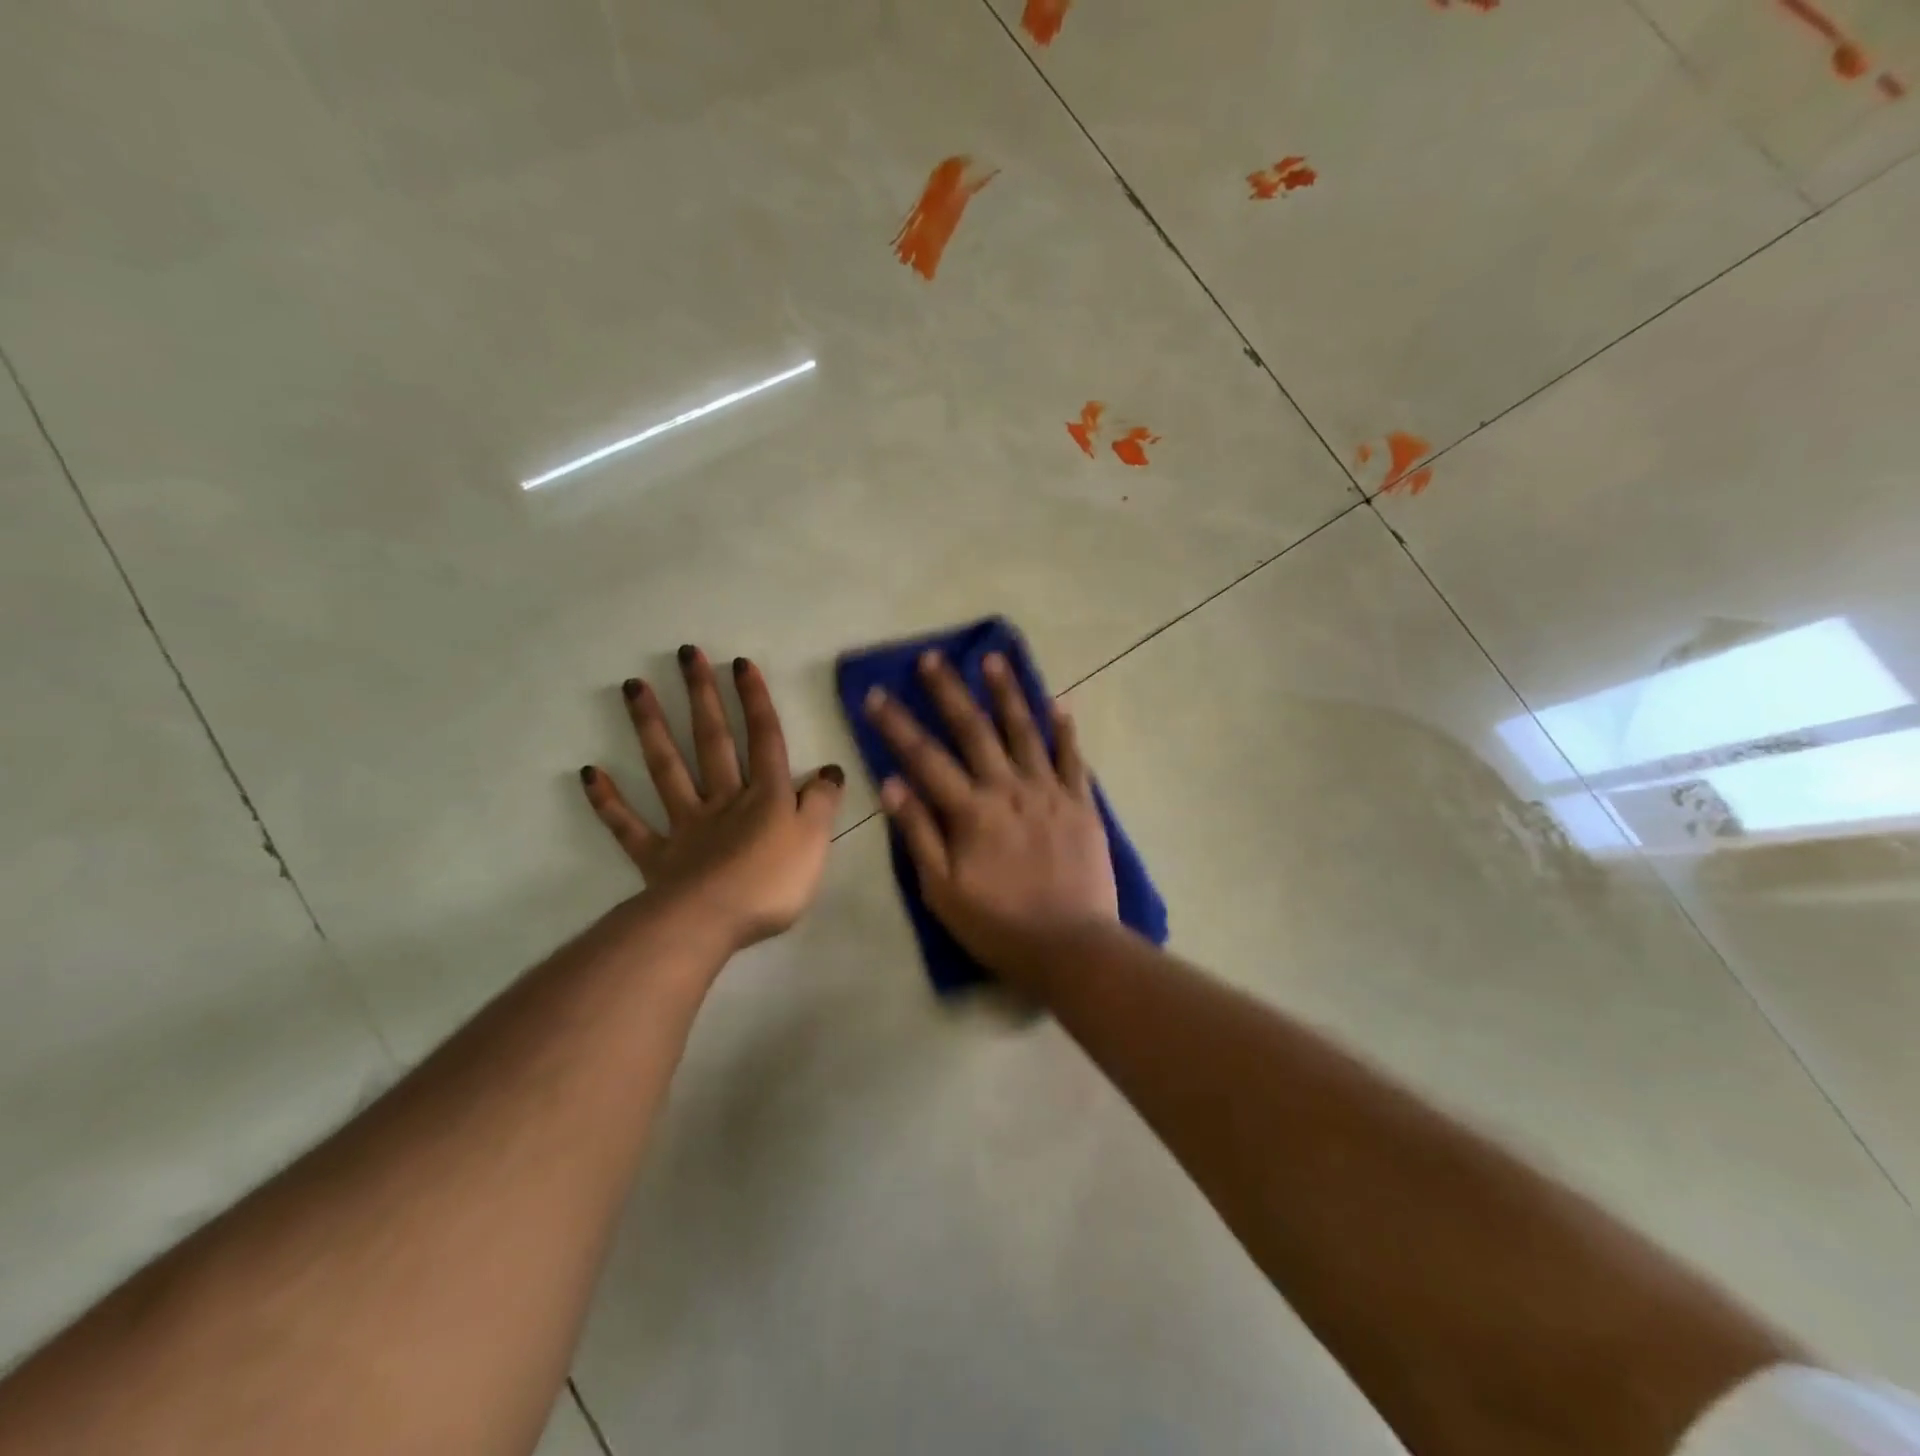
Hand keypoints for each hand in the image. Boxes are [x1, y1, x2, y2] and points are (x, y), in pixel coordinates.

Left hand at [581, 646, 844, 950]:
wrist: (711, 922)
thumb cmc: (772, 882)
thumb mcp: (815, 841)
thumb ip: (823, 803)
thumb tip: (830, 770)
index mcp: (766, 796)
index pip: (764, 739)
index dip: (755, 701)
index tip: (739, 663)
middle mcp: (723, 799)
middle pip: (713, 740)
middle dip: (702, 696)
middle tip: (687, 654)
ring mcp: (685, 824)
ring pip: (667, 768)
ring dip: (650, 726)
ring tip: (632, 686)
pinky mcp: (657, 856)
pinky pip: (629, 825)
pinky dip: (609, 800)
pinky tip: (589, 772)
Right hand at [863, 650, 1117, 982]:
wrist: (1072, 947)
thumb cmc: (998, 925)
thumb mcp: (942, 890)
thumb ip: (918, 834)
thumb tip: (891, 784)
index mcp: (971, 811)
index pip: (925, 758)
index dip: (897, 725)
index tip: (877, 694)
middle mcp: (1009, 789)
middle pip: (974, 730)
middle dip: (949, 691)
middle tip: (933, 657)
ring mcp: (1049, 793)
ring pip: (1025, 732)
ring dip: (1008, 693)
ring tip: (994, 658)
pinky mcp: (1082, 804)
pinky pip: (1073, 759)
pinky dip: (1064, 730)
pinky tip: (1058, 703)